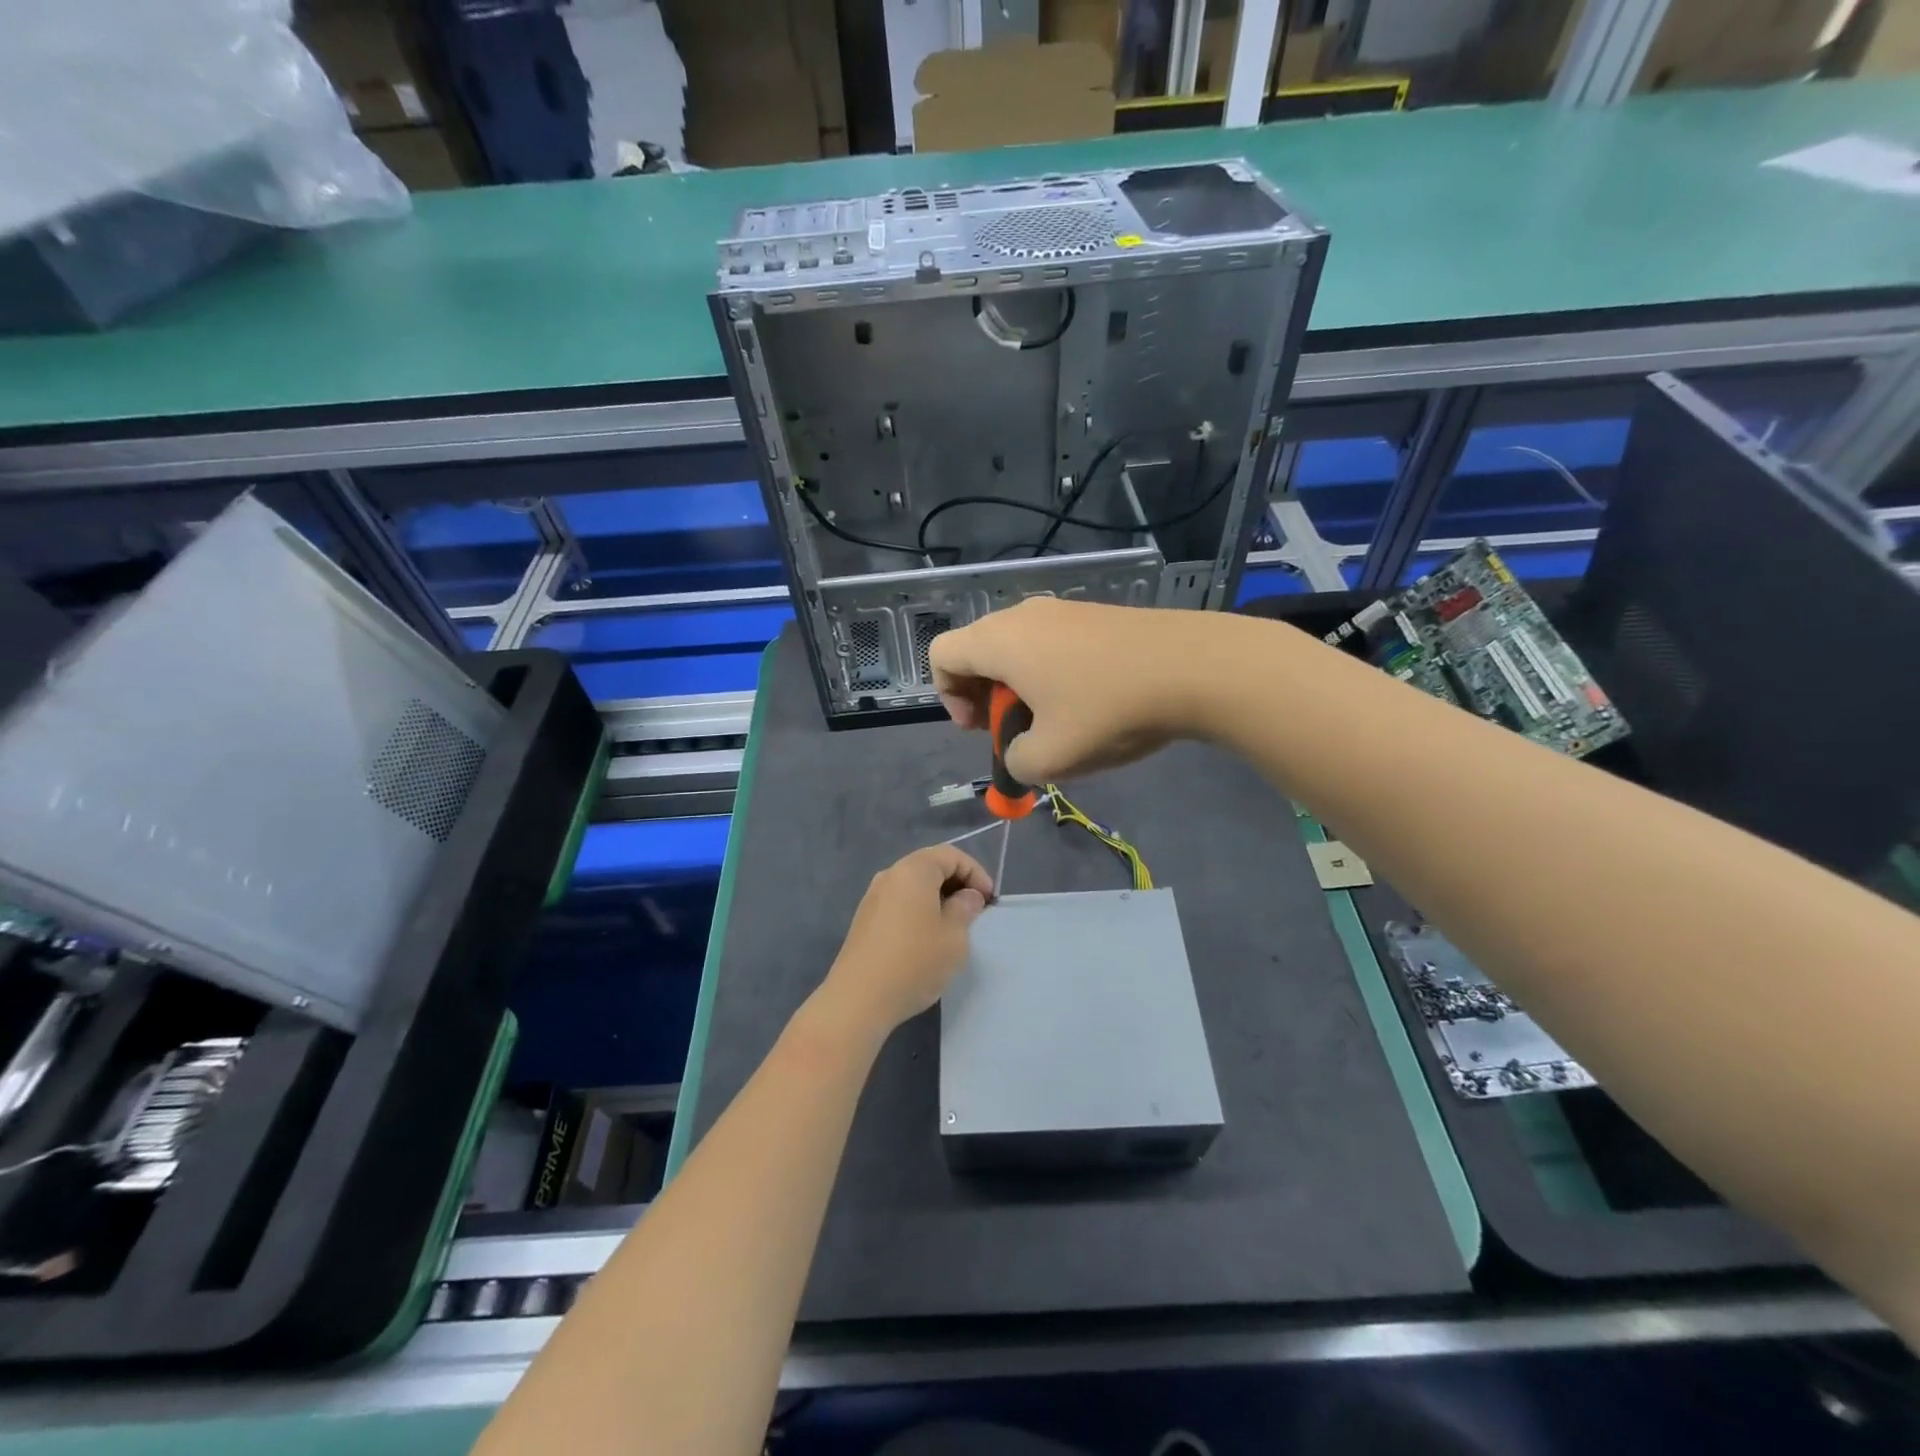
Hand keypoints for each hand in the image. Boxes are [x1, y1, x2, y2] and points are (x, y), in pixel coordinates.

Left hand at [820, 845, 992, 1036]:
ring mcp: (873, 897)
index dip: (976, 873)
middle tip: (976, 910)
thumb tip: (967, 896)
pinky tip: (928, 937)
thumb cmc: (914, 963)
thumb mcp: (954, 937)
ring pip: (914, 885)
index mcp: (913, 870)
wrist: (858, 1000)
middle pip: (930, 866)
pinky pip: (900, 902)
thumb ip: (965, 909)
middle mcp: (890, 875)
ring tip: (955, 925)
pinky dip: (919, 909)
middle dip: (957, 883)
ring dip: (938, 898)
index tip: (989, 900)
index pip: (951, 855)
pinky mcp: (865, 919)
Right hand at [928, 597, 1225, 781]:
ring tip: (1056, 722)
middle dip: (984, 696)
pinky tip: (1090, 702)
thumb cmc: (1108, 710)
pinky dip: (1051, 673)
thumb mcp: (1051, 758)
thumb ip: (1015, 763)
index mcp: (999, 641)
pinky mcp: (1095, 614)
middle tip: (1015, 730)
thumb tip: (1019, 753)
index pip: (942, 655)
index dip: (948, 696)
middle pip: (978, 650)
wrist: (1194, 667)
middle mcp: (1023, 615)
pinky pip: (1051, 643)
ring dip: (1021, 688)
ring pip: (1017, 648)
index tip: (981, 728)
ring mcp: (1062, 609)